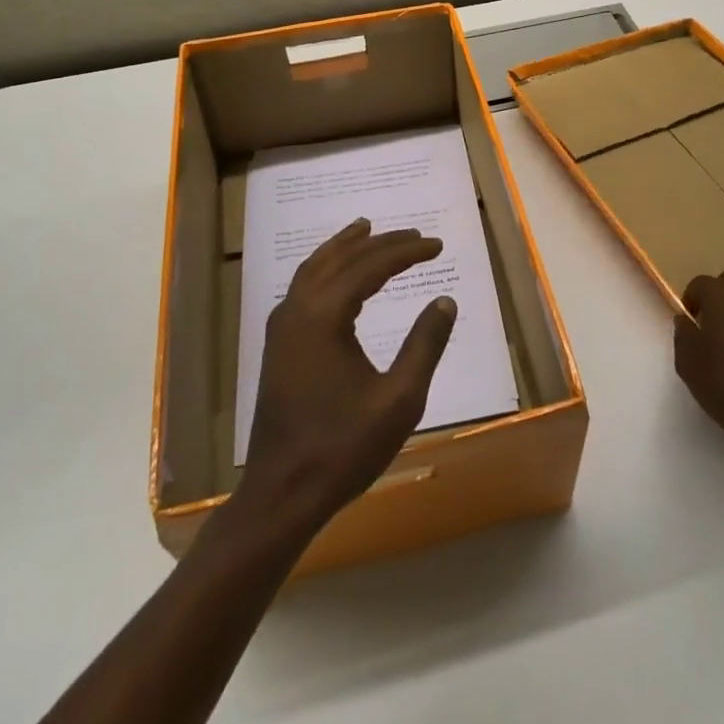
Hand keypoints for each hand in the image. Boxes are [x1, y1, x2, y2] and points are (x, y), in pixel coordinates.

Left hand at [237, 219, 456, 534]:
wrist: (283, 493)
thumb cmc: (344, 448)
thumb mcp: (399, 400)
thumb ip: (425, 344)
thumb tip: (445, 301)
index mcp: (324, 317)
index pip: (370, 267)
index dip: (406, 252)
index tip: (437, 245)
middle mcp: (297, 310)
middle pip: (341, 259)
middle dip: (379, 243)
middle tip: (414, 235)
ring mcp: (281, 327)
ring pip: (314, 268)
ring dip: (345, 248)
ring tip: (368, 230)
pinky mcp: (278, 344)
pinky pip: (303, 287)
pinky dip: (325, 268)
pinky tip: (338, 275)